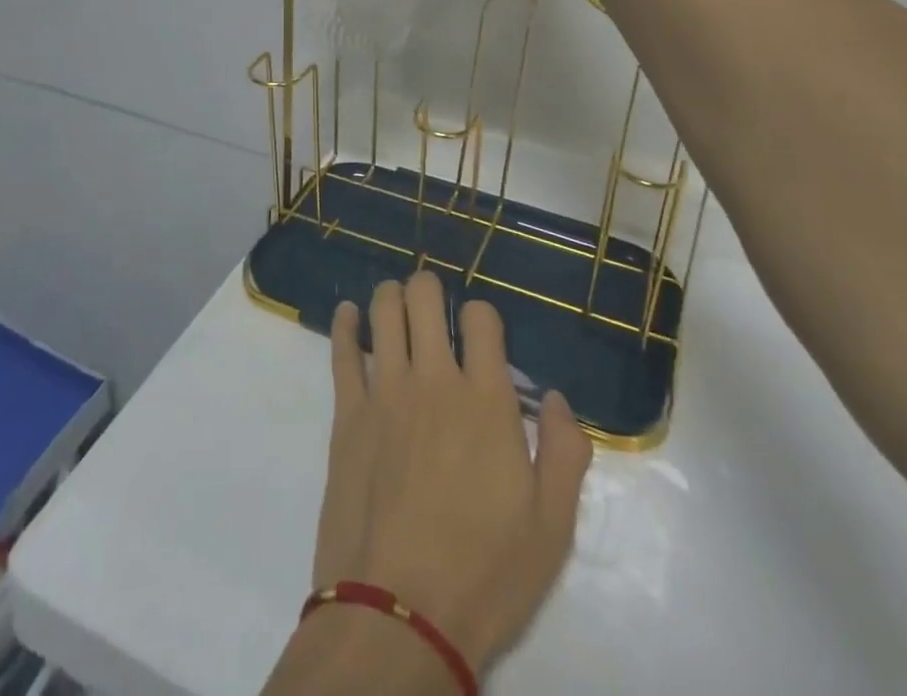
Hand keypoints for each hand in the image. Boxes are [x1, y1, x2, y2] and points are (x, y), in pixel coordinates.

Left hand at [308, 272, 592, 672]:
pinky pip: (342, 352)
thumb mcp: (552, 528)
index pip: (481, 317)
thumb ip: (565, 453)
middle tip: (433, 304)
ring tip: (397, 302)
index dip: (482, 315)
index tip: (481, 334)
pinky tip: (348, 313)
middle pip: (425, 297)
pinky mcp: (347, 415)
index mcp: (486, 400)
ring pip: (384, 312)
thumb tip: (556, 398)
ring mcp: (385, 392)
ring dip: (391, 296)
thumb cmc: (485, 575)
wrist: (398, 617)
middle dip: (430, 288)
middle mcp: (434, 380)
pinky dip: (345, 324)